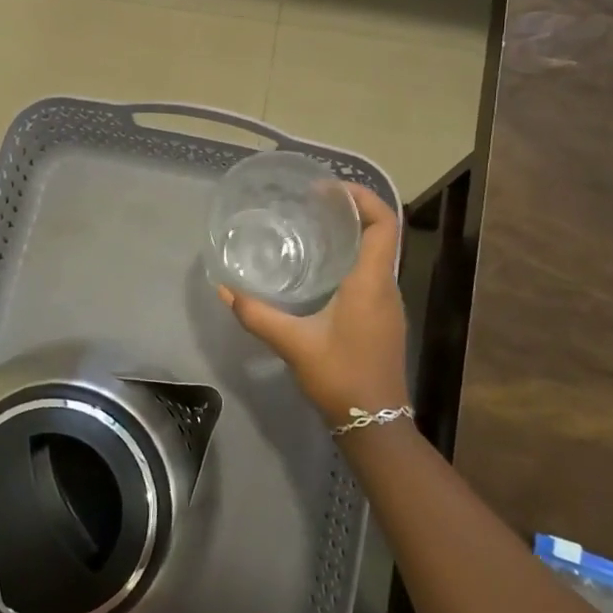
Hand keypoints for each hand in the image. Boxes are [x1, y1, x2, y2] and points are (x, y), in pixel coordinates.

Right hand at [217, 183, 408, 425]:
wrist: (375, 424)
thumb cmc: (340, 376)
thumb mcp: (293, 343)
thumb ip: (257, 315)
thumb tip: (224, 290)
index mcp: (370, 282)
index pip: (384, 223)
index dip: (363, 197)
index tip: (329, 188)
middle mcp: (385, 286)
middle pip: (382, 233)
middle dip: (353, 210)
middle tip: (314, 202)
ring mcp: (388, 303)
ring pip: (377, 253)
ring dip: (353, 234)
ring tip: (314, 226)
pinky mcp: (383, 318)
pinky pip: (372, 272)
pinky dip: (352, 257)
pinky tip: (321, 268)